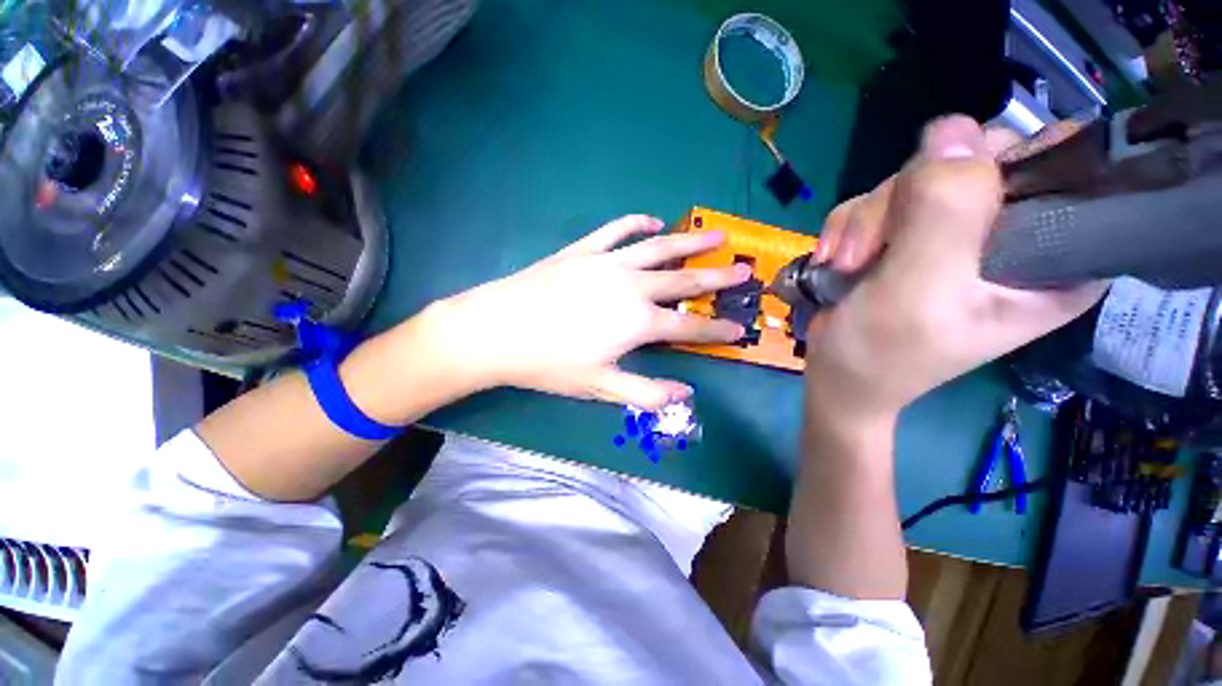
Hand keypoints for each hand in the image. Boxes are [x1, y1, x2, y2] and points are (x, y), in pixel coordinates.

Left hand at [432, 215, 750, 408]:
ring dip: (689, 242)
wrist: (497, 331)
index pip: (689, 326)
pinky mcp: (583, 251)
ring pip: (658, 248)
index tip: (739, 328)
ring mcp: (607, 264)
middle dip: (717, 277)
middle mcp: (631, 287)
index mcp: (638, 322)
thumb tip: (686, 393)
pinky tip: (651, 220)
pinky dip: (635, 223)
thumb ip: (646, 393)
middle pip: (683, 280)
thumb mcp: (600, 387)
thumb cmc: (549, 364)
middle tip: (744, 271)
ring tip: (716, 235)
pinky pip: (615, 231)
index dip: (717, 330)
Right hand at [804, 116, 1106, 424]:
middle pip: (973, 162)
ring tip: (846, 265)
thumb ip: (943, 213)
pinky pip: (881, 197)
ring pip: (917, 176)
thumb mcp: (919, 290)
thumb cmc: (883, 353)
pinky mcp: (912, 232)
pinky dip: (849, 225)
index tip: (942, 206)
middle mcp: (1014, 234)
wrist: (836, 375)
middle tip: (870, 253)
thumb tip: (951, 129)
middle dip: (905, 202)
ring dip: (867, 220)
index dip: (1000, 168)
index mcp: (1055, 258)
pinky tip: (836, 259)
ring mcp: (957, 231)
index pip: (1059, 167)